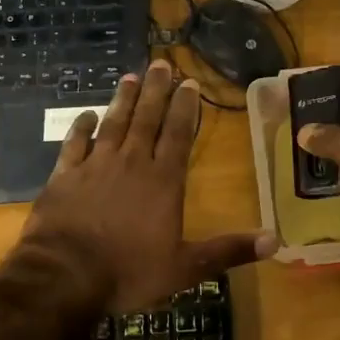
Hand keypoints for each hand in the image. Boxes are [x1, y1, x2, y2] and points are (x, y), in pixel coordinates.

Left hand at [19, 59, 276, 312]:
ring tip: (131, 76)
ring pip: (113, 123)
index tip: (189, 82)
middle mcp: (131, 163)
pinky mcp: (64, 176)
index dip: (185, 107)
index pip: (177, 134)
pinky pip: (74, 143)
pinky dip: (81, 127)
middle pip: (146, 119)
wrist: (64, 276)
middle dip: (156, 90)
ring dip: (124, 99)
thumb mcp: (185, 268)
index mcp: (162, 181)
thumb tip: (275, 240)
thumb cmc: (128, 271)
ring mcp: (94, 166)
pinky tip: (86, 114)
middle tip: (161, 63)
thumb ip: (228, 250)